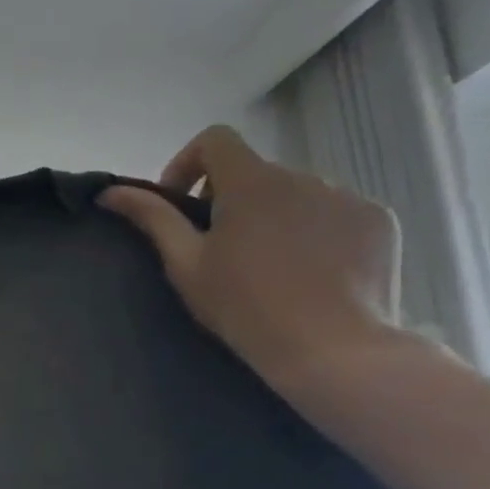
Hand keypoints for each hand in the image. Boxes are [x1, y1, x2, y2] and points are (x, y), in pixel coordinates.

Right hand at [99, 126, 404, 393]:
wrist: (331, 348)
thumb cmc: (243, 305)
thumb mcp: (185, 263)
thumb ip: (151, 218)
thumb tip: (109, 191)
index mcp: (252, 183)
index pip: (216, 140)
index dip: (188, 162)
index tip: (181, 203)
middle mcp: (304, 176)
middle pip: (255, 173)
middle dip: (230, 200)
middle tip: (219, 248)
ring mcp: (348, 197)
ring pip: (296, 194)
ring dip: (273, 215)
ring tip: (267, 264)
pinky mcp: (379, 221)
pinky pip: (334, 212)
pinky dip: (314, 230)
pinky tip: (309, 271)